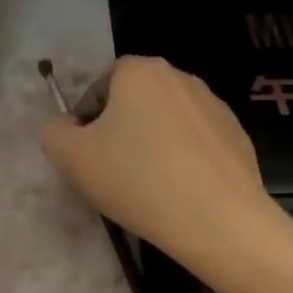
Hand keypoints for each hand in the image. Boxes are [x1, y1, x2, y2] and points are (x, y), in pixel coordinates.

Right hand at [40, 56, 285, 270]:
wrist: (220, 221)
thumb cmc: (138, 180)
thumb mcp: (72, 158)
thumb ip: (55, 132)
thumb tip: (66, 126)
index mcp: (139, 71)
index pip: (101, 85)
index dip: (88, 119)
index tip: (88, 154)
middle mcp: (179, 76)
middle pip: (135, 100)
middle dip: (121, 129)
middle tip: (114, 170)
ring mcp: (213, 104)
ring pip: (167, 120)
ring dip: (153, 142)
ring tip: (149, 185)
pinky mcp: (236, 133)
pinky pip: (196, 140)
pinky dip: (184, 158)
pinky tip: (182, 192)